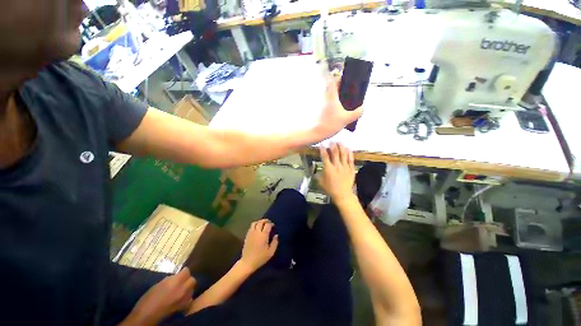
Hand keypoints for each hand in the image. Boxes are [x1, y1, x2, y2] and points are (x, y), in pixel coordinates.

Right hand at [122, 268, 195, 325]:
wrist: (145, 317)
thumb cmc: (148, 300)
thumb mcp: (158, 284)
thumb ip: (170, 279)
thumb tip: (176, 276)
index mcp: (175, 282)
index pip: (187, 271)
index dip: (184, 271)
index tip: (180, 273)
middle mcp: (182, 289)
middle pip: (192, 280)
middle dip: (188, 279)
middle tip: (182, 281)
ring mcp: (184, 299)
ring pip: (192, 289)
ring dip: (188, 288)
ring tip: (181, 290)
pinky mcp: (184, 307)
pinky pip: (190, 299)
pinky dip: (187, 298)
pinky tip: (181, 299)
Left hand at [239, 219, 278, 271]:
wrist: (247, 262)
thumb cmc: (260, 258)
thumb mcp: (271, 252)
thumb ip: (275, 242)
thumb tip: (276, 235)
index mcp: (263, 235)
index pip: (268, 225)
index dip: (271, 224)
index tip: (273, 226)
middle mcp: (257, 232)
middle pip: (261, 222)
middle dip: (266, 221)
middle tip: (269, 222)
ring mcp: (251, 233)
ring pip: (255, 222)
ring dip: (259, 221)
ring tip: (263, 224)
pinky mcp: (247, 235)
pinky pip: (251, 226)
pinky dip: (255, 225)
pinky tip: (257, 228)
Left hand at [316, 79, 363, 137]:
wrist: (316, 133)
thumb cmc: (330, 124)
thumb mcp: (346, 118)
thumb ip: (357, 113)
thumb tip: (363, 108)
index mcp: (331, 95)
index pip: (334, 80)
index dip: (341, 78)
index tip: (348, 81)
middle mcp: (325, 97)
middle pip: (333, 88)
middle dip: (342, 89)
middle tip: (350, 94)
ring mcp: (321, 104)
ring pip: (330, 96)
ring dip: (338, 97)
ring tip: (347, 103)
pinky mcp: (320, 110)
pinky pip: (328, 103)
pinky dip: (334, 104)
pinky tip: (340, 112)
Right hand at [318, 143, 355, 200]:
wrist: (343, 194)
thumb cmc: (330, 189)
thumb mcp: (320, 182)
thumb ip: (318, 175)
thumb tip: (315, 171)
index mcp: (328, 168)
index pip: (325, 156)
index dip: (323, 149)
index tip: (322, 144)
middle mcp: (337, 166)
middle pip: (335, 153)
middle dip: (333, 146)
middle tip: (331, 141)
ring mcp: (345, 167)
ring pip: (343, 154)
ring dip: (341, 147)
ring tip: (340, 142)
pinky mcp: (351, 169)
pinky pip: (351, 159)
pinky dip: (349, 153)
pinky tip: (348, 148)